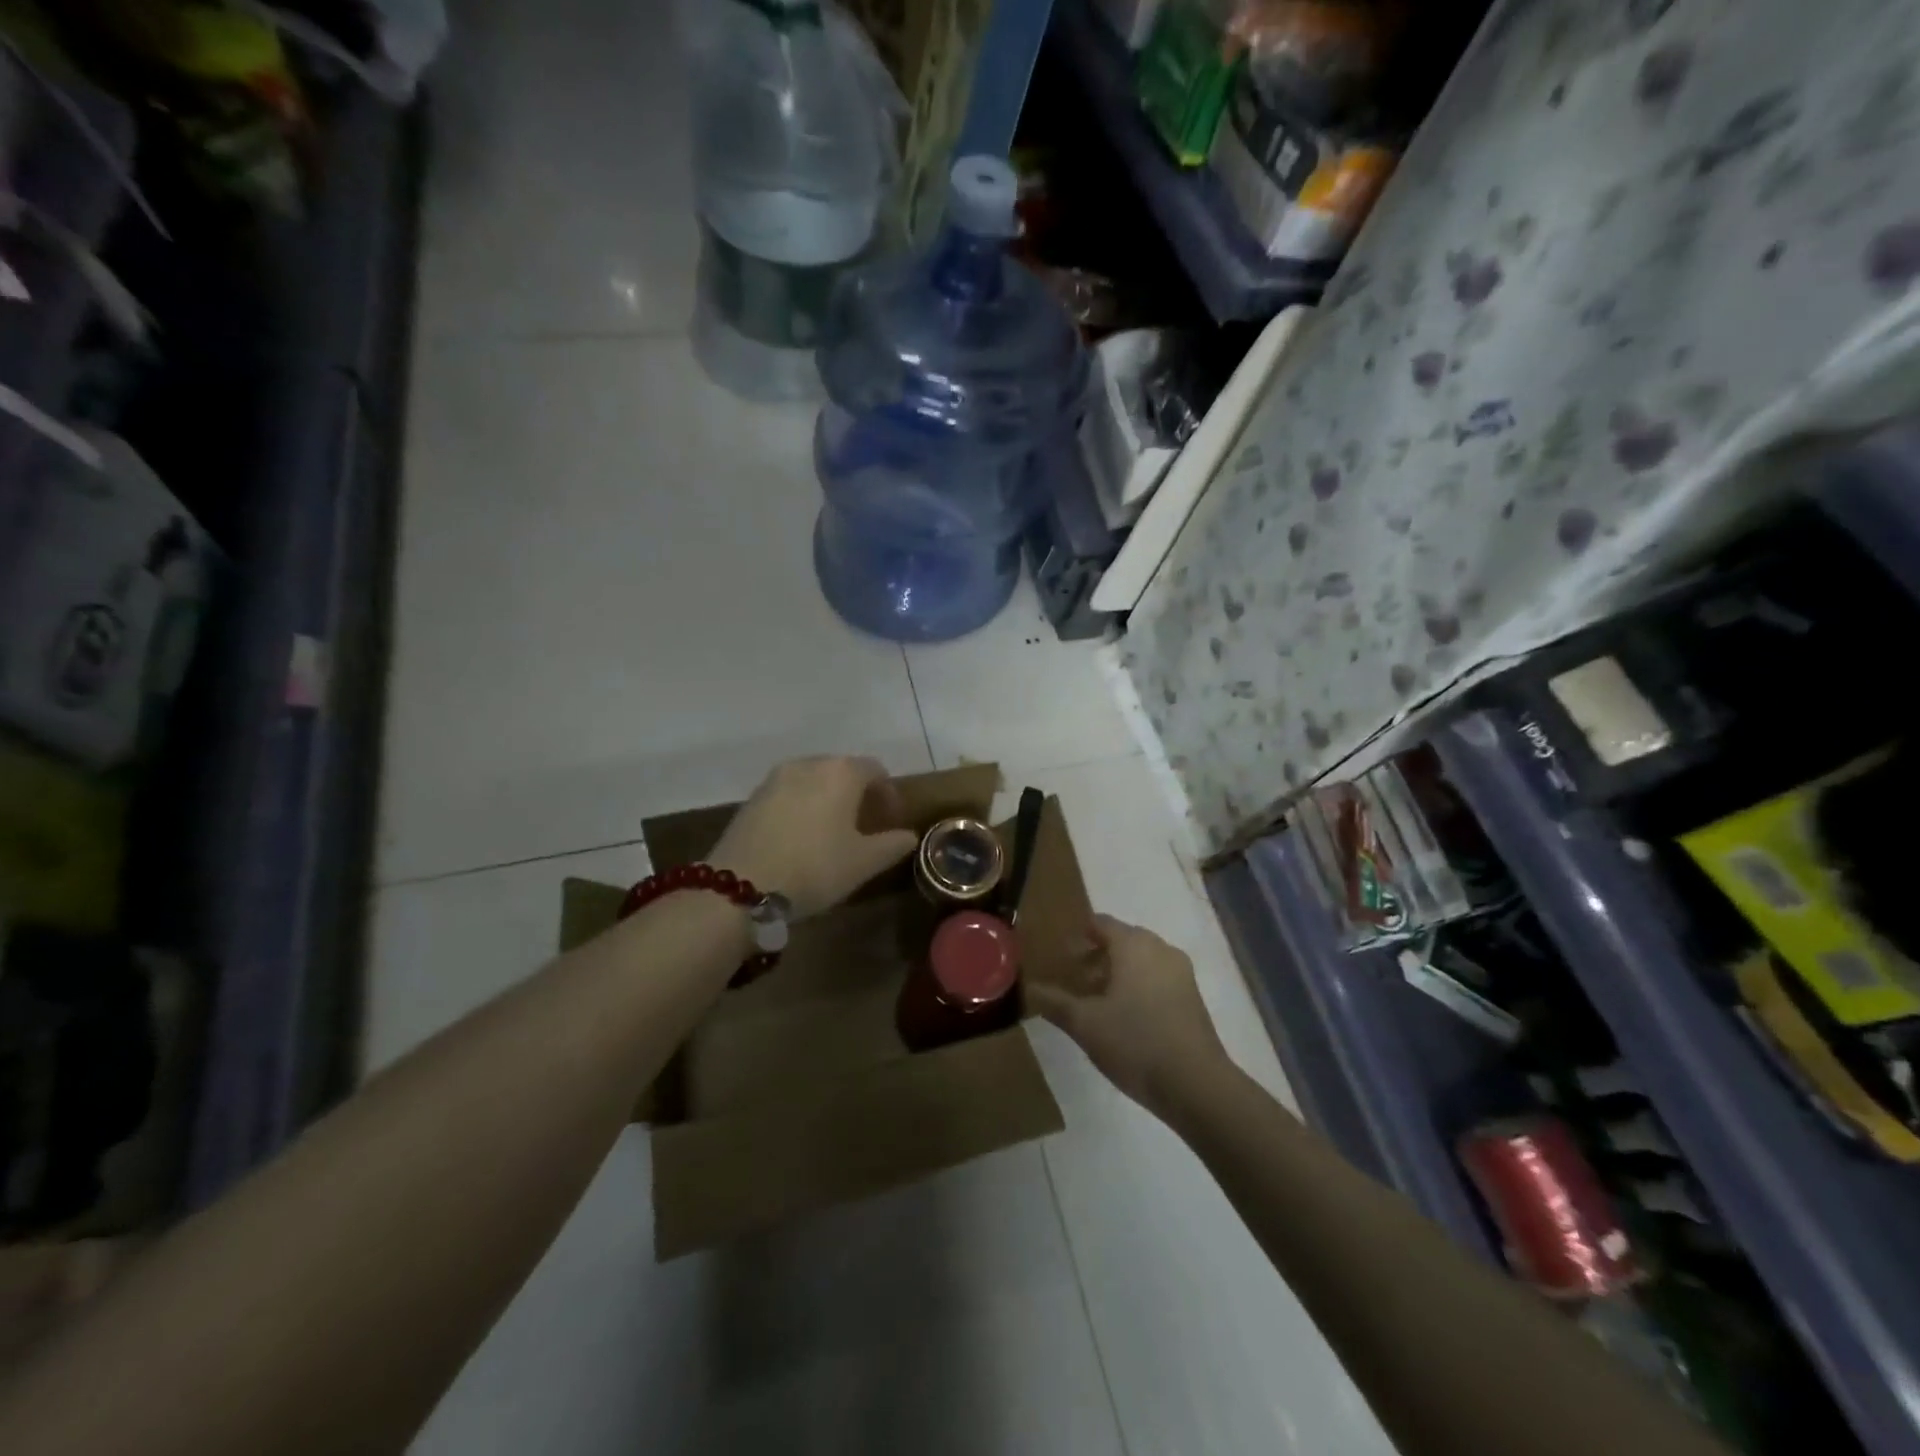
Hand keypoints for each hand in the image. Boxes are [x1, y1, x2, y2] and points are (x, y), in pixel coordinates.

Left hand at [709, 756, 918, 919]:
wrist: (740, 887)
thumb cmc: (815, 868)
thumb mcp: (863, 862)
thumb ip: (892, 844)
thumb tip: (908, 836)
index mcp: (841, 772)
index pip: (875, 770)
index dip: (888, 794)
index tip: (891, 821)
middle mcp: (808, 764)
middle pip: (842, 771)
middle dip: (858, 795)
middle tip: (865, 826)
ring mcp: (775, 778)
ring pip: (813, 781)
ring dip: (828, 800)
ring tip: (832, 833)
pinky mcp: (751, 798)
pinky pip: (788, 794)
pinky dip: (802, 807)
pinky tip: (801, 838)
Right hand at [1027, 915, 1228, 1120]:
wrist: (1196, 1085)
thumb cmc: (1135, 1042)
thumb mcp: (1084, 1024)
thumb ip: (1055, 1002)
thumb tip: (1030, 987)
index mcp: (1133, 945)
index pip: (1101, 923)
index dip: (1078, 935)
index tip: (1060, 954)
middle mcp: (1160, 949)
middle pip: (1123, 940)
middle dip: (1097, 954)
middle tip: (1073, 978)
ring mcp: (1181, 973)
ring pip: (1142, 960)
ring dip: (1118, 972)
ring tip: (1096, 1000)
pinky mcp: (1193, 997)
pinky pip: (1158, 978)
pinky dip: (1138, 986)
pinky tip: (1124, 1016)